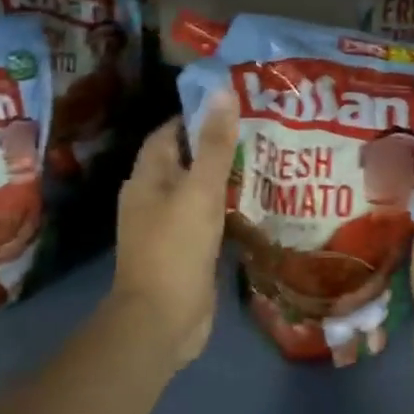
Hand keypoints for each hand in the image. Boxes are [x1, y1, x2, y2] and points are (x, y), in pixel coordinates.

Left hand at [111, 94, 238, 369]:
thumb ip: (214, 143)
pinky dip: (227, 206)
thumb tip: (223, 92)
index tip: (236, 106)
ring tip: (266, 161)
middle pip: (186, 160)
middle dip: (218, 145)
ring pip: (198, 189)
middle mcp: (153, 197)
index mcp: (147, 178)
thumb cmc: (176, 247)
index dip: (198, 116)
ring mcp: (168, 226)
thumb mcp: (200, 189)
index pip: (170, 132)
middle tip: (261, 131)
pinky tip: (255, 202)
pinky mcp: (185, 249)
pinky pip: (206, 217)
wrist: (161, 321)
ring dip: (225, 177)